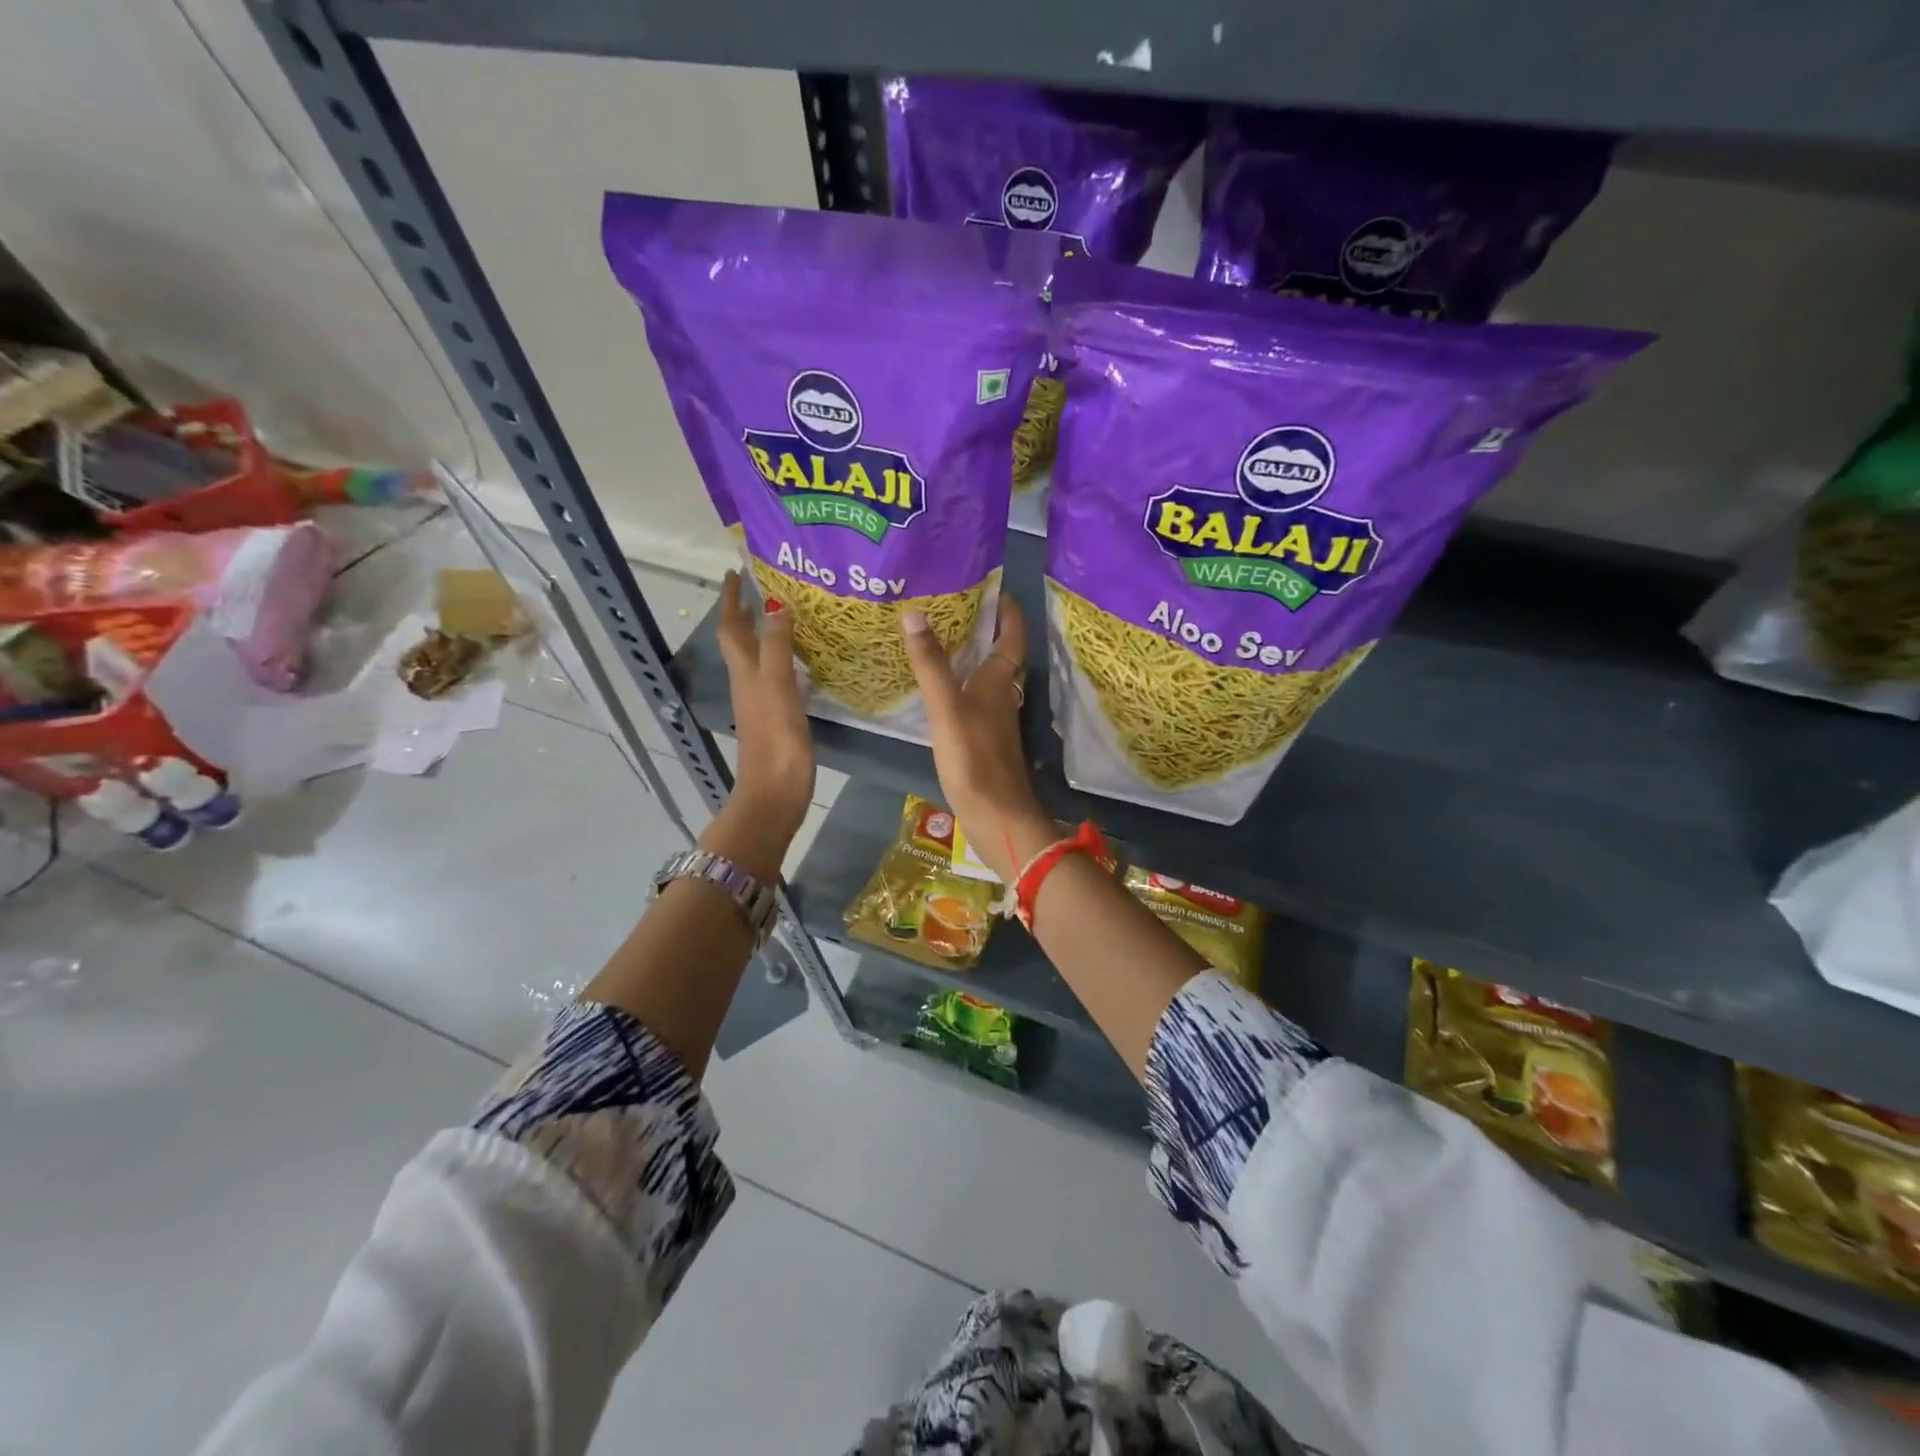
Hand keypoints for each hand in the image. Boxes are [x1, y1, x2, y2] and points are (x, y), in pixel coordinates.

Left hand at [716, 572, 814, 841]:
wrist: (775, 794)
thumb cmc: (776, 741)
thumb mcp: (776, 687)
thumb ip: (777, 647)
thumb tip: (776, 605)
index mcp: (745, 672)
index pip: (731, 627)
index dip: (731, 600)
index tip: (736, 572)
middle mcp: (748, 682)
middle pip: (742, 640)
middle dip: (747, 613)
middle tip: (764, 588)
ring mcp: (761, 701)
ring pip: (758, 657)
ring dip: (766, 634)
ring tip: (787, 615)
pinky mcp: (777, 718)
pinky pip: (776, 676)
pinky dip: (783, 659)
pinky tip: (802, 661)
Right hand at [901, 594, 1051, 881]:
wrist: (996, 816)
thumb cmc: (974, 758)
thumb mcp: (947, 707)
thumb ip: (931, 664)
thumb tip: (914, 613)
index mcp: (1001, 680)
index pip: (1012, 634)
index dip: (1006, 608)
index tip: (991, 585)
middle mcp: (1003, 694)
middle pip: (1001, 652)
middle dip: (985, 626)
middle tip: (955, 603)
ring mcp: (995, 718)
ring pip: (988, 675)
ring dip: (973, 654)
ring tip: (942, 635)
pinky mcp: (984, 738)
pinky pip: (975, 697)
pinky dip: (961, 682)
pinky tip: (939, 685)